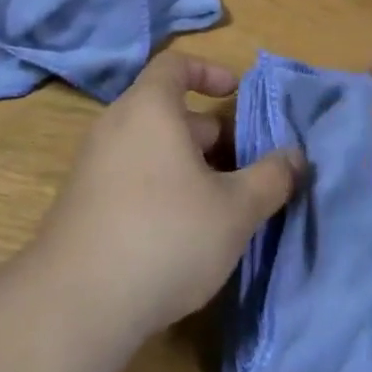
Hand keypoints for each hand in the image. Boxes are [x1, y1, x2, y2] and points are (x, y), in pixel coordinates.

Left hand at [34, 51, 300, 339]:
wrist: (76, 306)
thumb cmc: (166, 236)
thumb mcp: (235, 209)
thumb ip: (271, 178)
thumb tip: (295, 157)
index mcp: (149, 109)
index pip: (175, 65)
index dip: (208, 71)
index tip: (236, 93)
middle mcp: (115, 127)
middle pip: (167, 112)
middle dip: (210, 134)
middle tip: (244, 167)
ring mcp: (92, 167)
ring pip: (150, 149)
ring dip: (189, 166)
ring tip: (221, 205)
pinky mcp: (82, 206)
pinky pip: (130, 178)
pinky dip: (161, 189)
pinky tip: (182, 235)